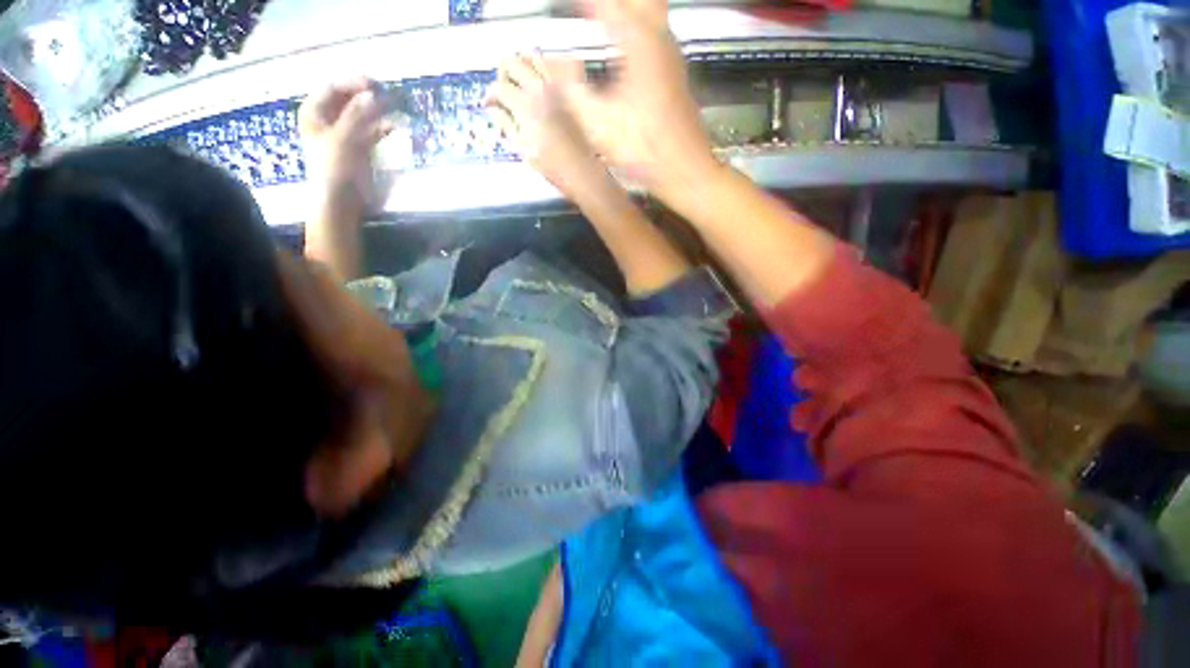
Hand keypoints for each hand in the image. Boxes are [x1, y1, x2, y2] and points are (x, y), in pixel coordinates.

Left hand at [298, 77, 391, 210]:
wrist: (341, 201)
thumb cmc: (334, 168)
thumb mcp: (343, 138)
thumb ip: (358, 115)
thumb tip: (374, 94)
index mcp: (315, 112)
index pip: (333, 87)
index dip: (353, 82)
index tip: (376, 84)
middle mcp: (328, 118)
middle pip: (349, 98)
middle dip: (369, 95)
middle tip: (390, 95)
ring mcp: (345, 132)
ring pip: (363, 114)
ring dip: (379, 111)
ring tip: (397, 108)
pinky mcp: (360, 147)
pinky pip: (372, 130)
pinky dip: (384, 127)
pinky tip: (397, 126)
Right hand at [487, 53, 605, 195]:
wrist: (581, 168)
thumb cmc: (552, 165)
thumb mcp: (523, 149)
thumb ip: (506, 124)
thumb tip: (494, 108)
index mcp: (524, 105)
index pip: (498, 88)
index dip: (490, 96)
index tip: (490, 103)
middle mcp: (539, 88)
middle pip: (510, 61)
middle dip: (502, 74)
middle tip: (504, 90)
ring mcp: (557, 85)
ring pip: (531, 56)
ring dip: (522, 66)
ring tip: (522, 84)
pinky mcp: (570, 87)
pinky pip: (553, 64)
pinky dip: (543, 69)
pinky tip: (542, 85)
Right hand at [563, 0, 719, 195]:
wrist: (685, 169)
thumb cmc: (643, 150)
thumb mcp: (598, 125)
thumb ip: (571, 90)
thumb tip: (554, 63)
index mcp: (638, 42)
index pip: (605, 3)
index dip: (584, 4)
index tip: (566, 6)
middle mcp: (659, 36)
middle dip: (610, 3)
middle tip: (587, 11)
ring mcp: (671, 53)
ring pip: (650, 8)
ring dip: (626, 9)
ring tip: (599, 17)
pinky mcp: (676, 71)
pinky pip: (655, 28)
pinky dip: (636, 23)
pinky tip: (623, 40)